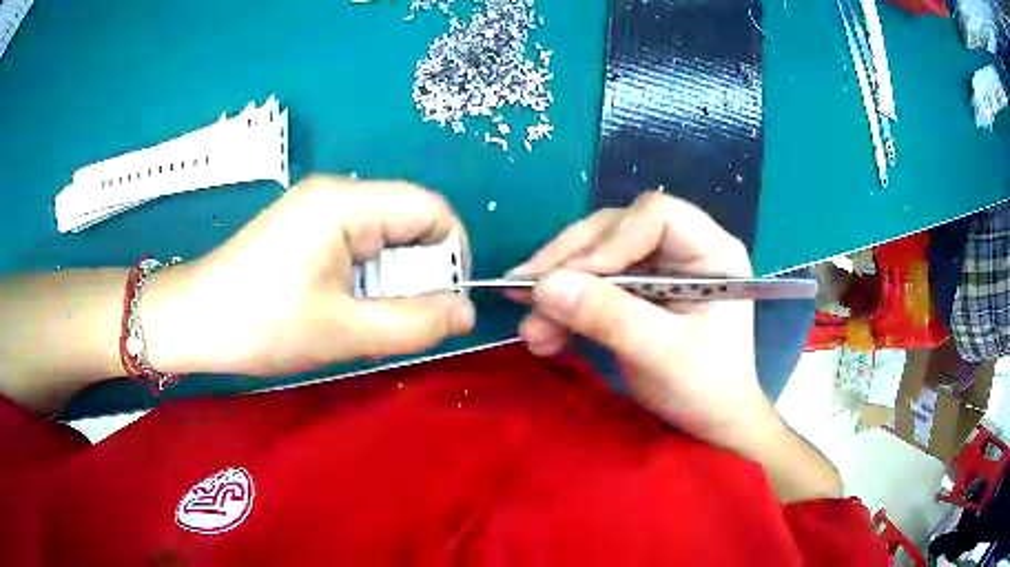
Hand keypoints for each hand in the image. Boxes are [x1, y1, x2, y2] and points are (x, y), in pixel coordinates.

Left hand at [143, 176, 475, 375]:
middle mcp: (337, 193)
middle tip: (397, 320)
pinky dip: (365, 278)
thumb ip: (415, 323)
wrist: (193, 320)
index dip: (451, 255)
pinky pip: (357, 244)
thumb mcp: (345, 332)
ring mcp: (318, 207)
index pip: (432, 210)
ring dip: (390, 280)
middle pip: (409, 221)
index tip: (444, 303)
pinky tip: (343, 307)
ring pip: (384, 237)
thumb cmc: (262, 324)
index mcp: (346, 203)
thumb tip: (466, 312)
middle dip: (417, 273)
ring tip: (364, 319)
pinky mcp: (305, 226)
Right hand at [512, 192, 778, 454]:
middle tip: (523, 292)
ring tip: (530, 329)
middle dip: (569, 263)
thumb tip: (544, 286)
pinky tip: (543, 334)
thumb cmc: (705, 390)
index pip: (656, 216)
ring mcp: (658, 268)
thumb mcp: (660, 355)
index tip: (568, 279)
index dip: (610, 240)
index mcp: (711, 251)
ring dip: (558, 289)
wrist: (710, 423)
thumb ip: (609, 317)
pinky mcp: (637, 290)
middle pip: (616, 230)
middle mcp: (683, 248)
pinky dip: (564, 308)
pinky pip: (592, 284)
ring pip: (596, 256)